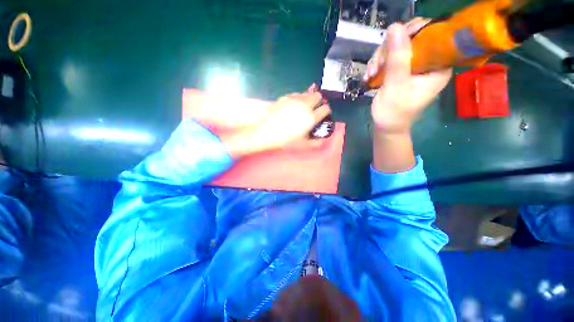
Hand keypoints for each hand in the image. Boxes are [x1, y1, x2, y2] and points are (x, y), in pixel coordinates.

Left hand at [222, 85, 330, 157]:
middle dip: (319, 101)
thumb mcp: (302, 144)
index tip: (323, 113)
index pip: (325, 109)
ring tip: (305, 105)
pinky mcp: (286, 97)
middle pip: (318, 96)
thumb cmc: (285, 140)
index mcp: (311, 118)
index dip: (326, 110)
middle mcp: (305, 106)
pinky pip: (297, 94)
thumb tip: (322, 140)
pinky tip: (295, 104)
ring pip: (308, 93)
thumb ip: (315, 143)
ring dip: (309, 97)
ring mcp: (295, 100)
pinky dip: (299, 97)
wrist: (266, 131)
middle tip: (315, 107)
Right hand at [365, 19, 451, 133]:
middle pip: (411, 38)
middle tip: (376, 66)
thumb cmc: (394, 113)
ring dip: (380, 58)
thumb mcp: (395, 87)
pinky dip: (377, 64)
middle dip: (390, 50)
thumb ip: (397, 60)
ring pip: (397, 46)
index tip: (392, 42)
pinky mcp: (402, 69)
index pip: (432, 34)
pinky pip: (389, 57)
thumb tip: (395, 27)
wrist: (386, 126)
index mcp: (438, 65)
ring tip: (370, 74)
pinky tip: (369, 75)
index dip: (413, 32)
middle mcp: (429, 62)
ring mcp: (414, 65)